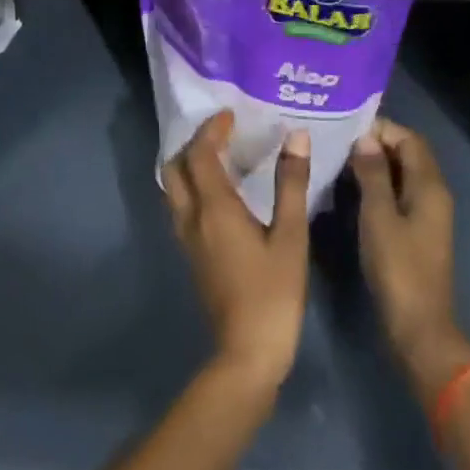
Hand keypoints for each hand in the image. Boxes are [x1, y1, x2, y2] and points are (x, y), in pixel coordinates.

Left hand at [162, 110, 310, 391]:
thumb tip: (297, 137)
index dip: (211, 129)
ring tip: (219, 157)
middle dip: (192, 143)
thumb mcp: (291, 236)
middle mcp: (191, 216)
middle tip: (220, 133)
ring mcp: (186, 238)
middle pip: (175, 167)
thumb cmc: (273, 293)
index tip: (230, 115)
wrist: (247, 353)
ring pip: (173, 187)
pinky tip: (219, 193)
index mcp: (213, 207)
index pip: (200, 153)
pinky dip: (192, 186)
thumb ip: (291, 184)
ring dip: (188, 164)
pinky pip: (181, 206)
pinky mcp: (190, 254)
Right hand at [349, 119, 469, 406]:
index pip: (409, 138)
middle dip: (376, 142)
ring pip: (403, 173)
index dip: (381, 128)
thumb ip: (372, 174)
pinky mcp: (417, 231)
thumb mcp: (378, 216)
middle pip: (408, 153)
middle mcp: (434, 193)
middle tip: (338, 139)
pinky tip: (351, 188)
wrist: (419, 327)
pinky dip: (379, 184)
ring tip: (339, 158)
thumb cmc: (398, 267)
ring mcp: (428, 214)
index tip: (346, 126)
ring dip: (375, 163)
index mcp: (430, 186)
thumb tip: (365, 139)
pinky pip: (399, 193)